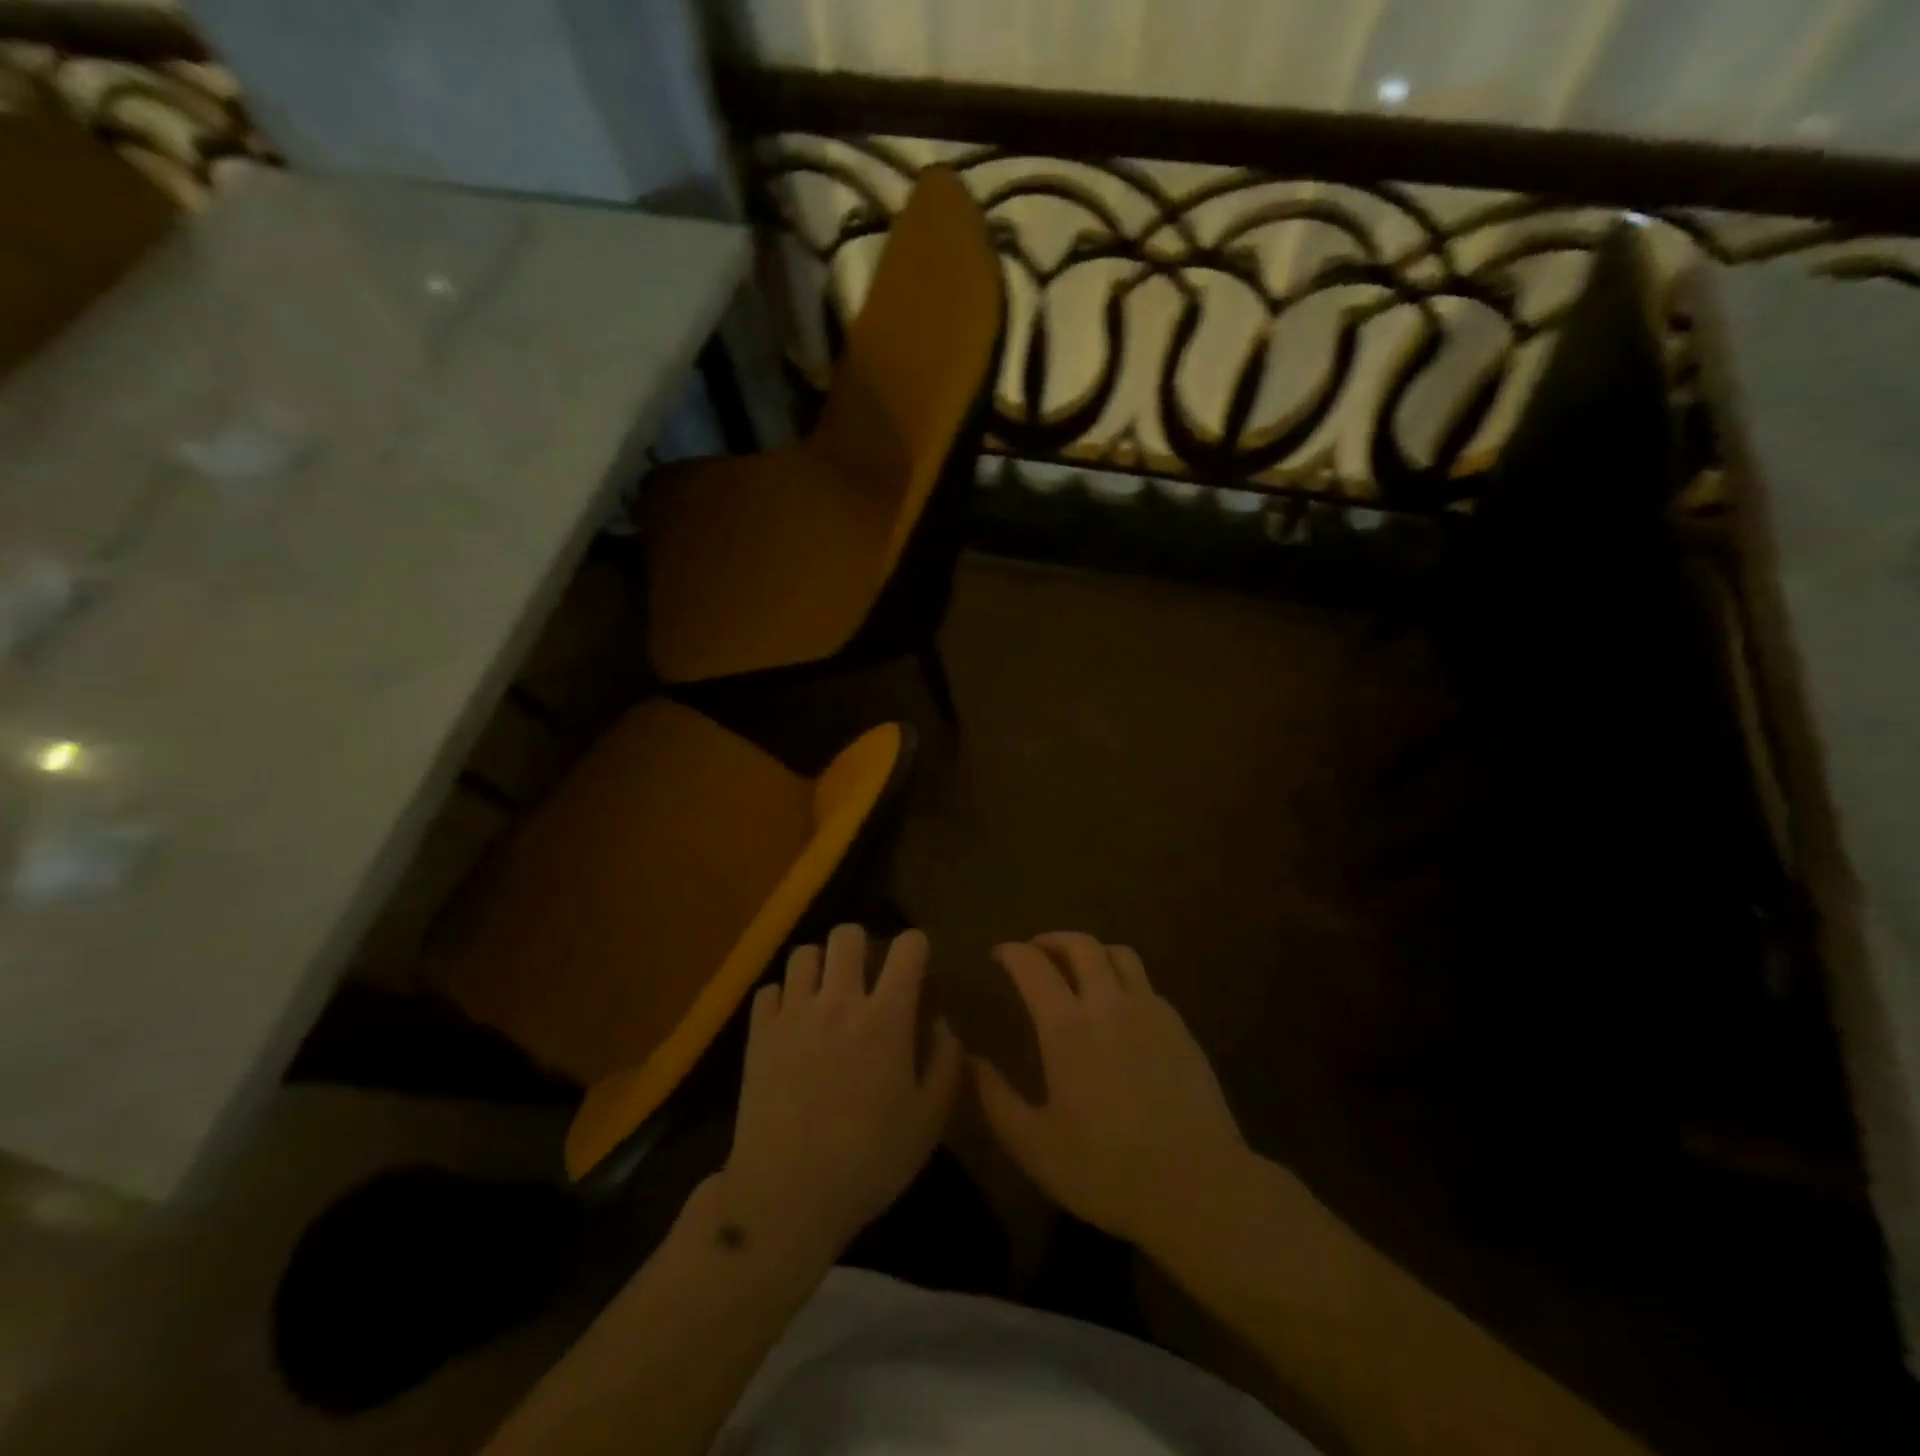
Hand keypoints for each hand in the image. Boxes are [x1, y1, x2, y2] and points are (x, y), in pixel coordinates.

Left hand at [718, 925, 960, 1261]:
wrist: (785, 1196)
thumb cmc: (867, 1162)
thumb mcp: (928, 1122)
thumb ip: (945, 1063)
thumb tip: (942, 1022)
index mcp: (885, 1018)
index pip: (907, 948)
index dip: (916, 946)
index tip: (916, 963)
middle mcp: (839, 1002)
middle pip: (847, 935)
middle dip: (862, 943)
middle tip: (867, 973)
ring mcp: (793, 1015)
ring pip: (804, 953)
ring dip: (820, 965)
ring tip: (826, 991)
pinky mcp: (758, 1034)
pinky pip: (769, 990)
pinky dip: (783, 996)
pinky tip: (791, 1021)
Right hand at [974, 932, 1249, 1249]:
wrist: (1198, 1186)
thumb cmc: (1106, 1169)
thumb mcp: (1034, 1145)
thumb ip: (996, 1099)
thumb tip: (971, 1060)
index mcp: (1066, 1026)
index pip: (1032, 966)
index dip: (1012, 952)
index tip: (998, 954)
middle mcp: (1108, 1003)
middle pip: (1080, 944)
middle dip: (1052, 939)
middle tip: (1036, 951)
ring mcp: (1150, 1011)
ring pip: (1119, 954)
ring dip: (1092, 950)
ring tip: (1079, 968)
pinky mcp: (1179, 1027)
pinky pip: (1146, 983)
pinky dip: (1123, 978)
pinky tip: (1119, 1007)